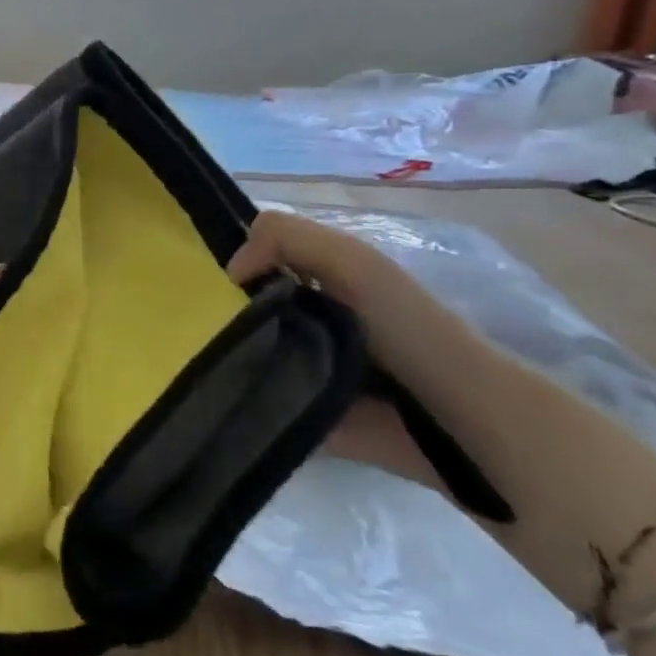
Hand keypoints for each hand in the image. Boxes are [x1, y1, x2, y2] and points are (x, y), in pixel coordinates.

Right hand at [226, 208, 463, 495]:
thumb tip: (230, 272)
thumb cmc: (405, 327)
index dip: (237, 266)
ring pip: (250, 353)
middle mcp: (313, 318)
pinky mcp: (306, 415)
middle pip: (250, 308)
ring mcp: (309, 368)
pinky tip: (216, 398)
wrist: (456, 417)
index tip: (211, 287)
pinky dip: (242, 400)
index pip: (261, 260)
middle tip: (199, 329)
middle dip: (224, 315)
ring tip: (201, 365)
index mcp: (323, 278)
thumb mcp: (350, 261)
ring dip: (228, 358)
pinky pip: (261, 402)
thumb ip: (286, 239)